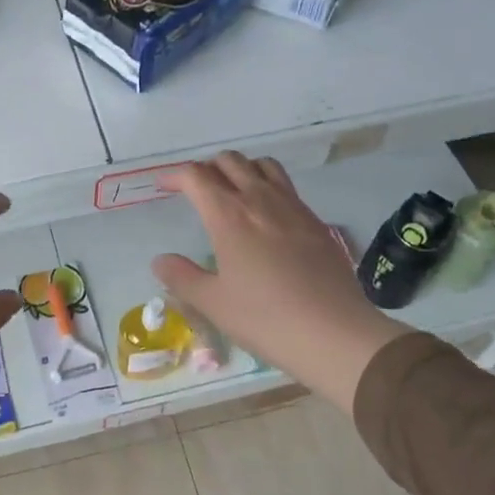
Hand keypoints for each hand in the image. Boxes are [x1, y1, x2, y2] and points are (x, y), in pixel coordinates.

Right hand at [152, 152, 409, 412]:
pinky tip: (267, 215)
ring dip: (241, 169)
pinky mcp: (316, 221)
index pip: (197, 176)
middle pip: (229, 161)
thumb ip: (181, 277)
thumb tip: (160, 261)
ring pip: (263, 165)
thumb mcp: (213, 303)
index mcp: (228, 215)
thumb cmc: (265, 318)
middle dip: (207, 167)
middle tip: (195, 189)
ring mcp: (292, 206)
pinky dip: (268, 186)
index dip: (176, 176)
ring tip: (232, 191)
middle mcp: (260, 199)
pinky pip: (287, 186)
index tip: (164, 187)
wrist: (334, 332)